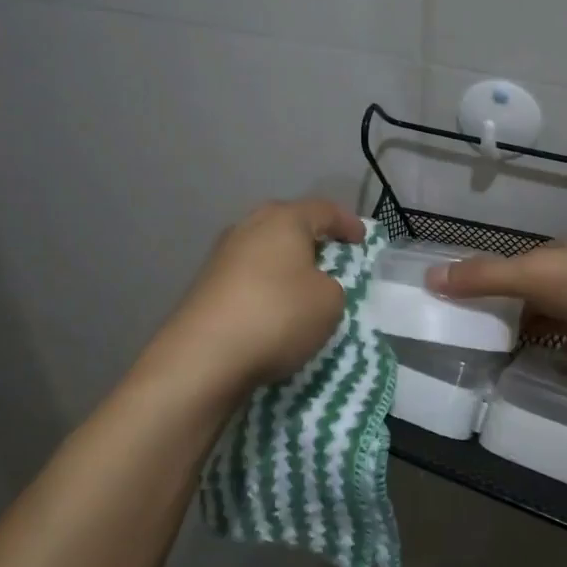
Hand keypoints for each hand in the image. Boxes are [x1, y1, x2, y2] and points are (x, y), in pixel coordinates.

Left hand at [159, 198, 367, 395]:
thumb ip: (330, 286)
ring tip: (302, 286)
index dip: (346, 223)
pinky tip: (273, 308)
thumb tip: (311, 286)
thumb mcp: (329, 302)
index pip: (323, 210)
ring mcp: (222, 255)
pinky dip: (265, 287)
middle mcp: (249, 227)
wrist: (204, 356)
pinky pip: (248, 277)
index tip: (362, 239)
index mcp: (284, 220)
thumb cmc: (278, 315)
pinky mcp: (206, 285)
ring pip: (264, 250)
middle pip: (287, 224)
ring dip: (285, 264)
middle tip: (331, 256)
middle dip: (311, 238)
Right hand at [429, 245, 566, 386]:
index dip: (488, 278)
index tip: (457, 297)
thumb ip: (483, 277)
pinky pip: (565, 348)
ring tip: (485, 350)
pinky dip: (546, 353)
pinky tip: (523, 365)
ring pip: (548, 321)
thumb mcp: (531, 274)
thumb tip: (429, 277)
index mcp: (562, 254)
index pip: (517, 264)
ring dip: (524, 332)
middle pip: (531, 294)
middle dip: (504, 307)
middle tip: (465, 329)